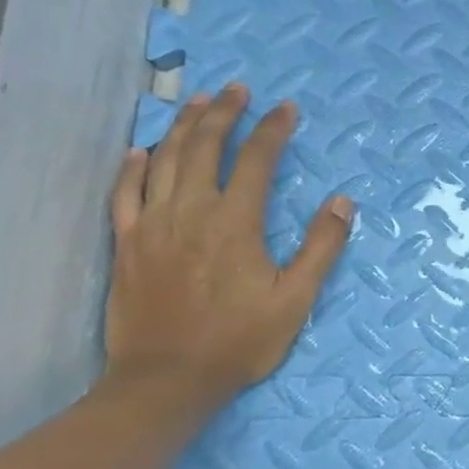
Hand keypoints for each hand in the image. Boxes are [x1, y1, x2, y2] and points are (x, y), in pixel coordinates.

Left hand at [105, 83, 353, 411]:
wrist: (166, 380)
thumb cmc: (239, 340)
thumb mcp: (296, 298)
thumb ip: (321, 247)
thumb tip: (343, 202)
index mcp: (235, 223)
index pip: (256, 161)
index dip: (273, 130)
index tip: (286, 108)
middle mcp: (190, 212)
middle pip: (204, 148)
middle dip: (224, 113)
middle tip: (237, 88)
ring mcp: (151, 226)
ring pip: (164, 161)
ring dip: (182, 127)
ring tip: (197, 102)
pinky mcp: (126, 245)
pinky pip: (124, 193)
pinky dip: (133, 167)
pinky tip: (141, 150)